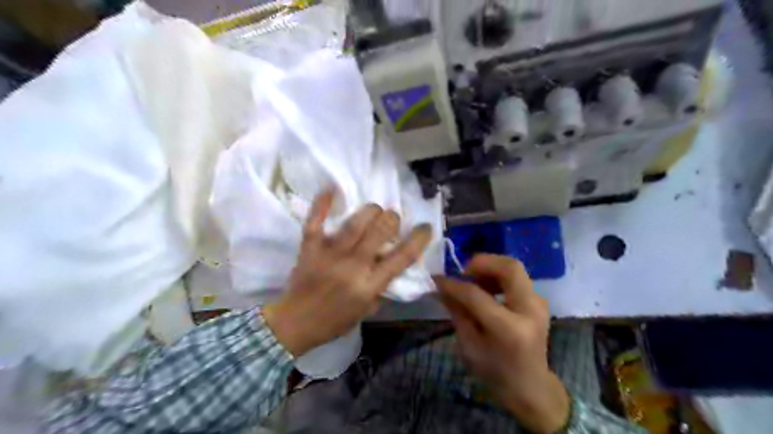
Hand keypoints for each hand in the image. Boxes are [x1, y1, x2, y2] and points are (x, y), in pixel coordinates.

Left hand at [265, 192, 433, 357]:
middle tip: (391, 221)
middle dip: (392, 219)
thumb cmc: (334, 320)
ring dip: (371, 211)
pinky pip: (315, 221)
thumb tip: (393, 263)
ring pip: (356, 222)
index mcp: (370, 285)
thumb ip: (382, 287)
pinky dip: (322, 203)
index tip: (425, 227)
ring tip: (374, 211)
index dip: (419, 238)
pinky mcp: (310, 247)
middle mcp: (354, 266)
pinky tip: (331, 189)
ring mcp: (330, 254)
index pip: (402, 257)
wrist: (295, 323)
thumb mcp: (367, 310)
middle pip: (381, 230)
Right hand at [437, 255, 568, 433]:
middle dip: (482, 262)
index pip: (476, 295)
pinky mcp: (539, 301)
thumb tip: (440, 287)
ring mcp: (539, 304)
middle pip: (510, 267)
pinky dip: (498, 276)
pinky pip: (517, 278)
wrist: (531, 387)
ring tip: (473, 281)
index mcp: (509, 329)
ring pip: (514, 268)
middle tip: (463, 271)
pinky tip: (486, 289)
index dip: (453, 284)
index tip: (437, 279)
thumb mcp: (469, 346)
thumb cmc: (495, 372)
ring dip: (490, 268)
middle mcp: (529, 311)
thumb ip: (457, 312)